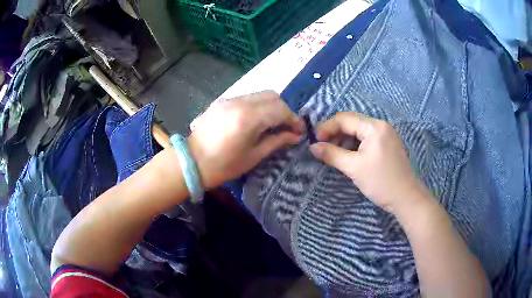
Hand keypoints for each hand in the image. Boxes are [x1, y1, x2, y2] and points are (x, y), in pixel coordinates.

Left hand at [188, 91, 304, 188]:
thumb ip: (277, 141)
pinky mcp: (222, 101)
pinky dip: (258, 106)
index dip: (293, 119)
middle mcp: (240, 102)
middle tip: (286, 127)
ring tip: (272, 124)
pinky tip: (255, 121)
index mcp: (249, 118)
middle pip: (272, 96)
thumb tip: (295, 136)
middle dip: (284, 110)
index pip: (280, 109)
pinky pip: (247, 97)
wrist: (191, 162)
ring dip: (271, 106)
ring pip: (260, 94)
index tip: (299, 131)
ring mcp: (229, 99)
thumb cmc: (223, 165)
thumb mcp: (253, 156)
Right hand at [310, 112, 426, 212]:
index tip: (314, 141)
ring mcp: (386, 134)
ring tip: (334, 152)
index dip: (326, 127)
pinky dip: (355, 144)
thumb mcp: (353, 168)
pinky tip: (348, 154)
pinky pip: (367, 137)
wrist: (405, 197)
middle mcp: (381, 125)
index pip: (344, 119)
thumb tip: (312, 147)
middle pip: (352, 122)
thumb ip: (332, 154)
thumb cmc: (380, 182)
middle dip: (335, 132)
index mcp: (374, 127)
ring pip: (359, 130)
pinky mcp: (388, 143)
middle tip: (322, 146)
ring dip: (344, 138)